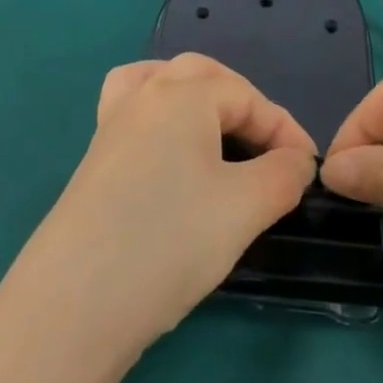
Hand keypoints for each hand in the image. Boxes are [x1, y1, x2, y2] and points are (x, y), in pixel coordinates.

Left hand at [8, 54, 316, 359]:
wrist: (73, 306)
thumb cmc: (169, 241)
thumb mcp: (245, 207)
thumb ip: (284, 174)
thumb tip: (296, 161)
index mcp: (180, 95)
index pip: (247, 96)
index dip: (285, 129)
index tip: (309, 170)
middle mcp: (140, 99)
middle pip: (199, 76)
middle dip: (241, 103)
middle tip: (266, 146)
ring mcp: (109, 130)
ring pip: (156, 87)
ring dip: (193, 100)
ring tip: (216, 133)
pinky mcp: (92, 165)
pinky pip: (134, 120)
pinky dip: (161, 124)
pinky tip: (174, 163)